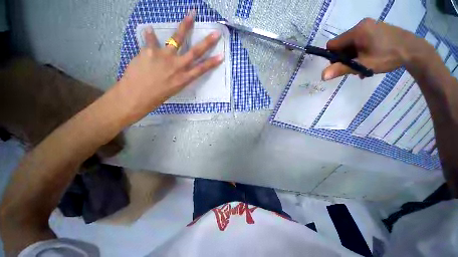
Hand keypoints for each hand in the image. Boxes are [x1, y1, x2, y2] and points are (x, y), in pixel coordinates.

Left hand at [116, 10, 222, 120]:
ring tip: (191, 14)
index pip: (201, 69)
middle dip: (207, 42)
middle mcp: (177, 66)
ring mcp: (164, 57)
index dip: (212, 62)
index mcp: (183, 79)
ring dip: (185, 26)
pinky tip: (149, 31)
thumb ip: (177, 76)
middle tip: (216, 33)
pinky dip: (150, 35)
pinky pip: (151, 40)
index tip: (221, 56)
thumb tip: (177, 66)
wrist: (136, 96)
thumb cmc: (156, 97)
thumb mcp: (173, 89)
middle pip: (195, 52)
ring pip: (177, 39)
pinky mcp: (149, 51)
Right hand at [322, 18, 432, 80]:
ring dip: (353, 56)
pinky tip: (368, 59)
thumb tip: (322, 76)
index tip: (341, 65)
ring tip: (363, 65)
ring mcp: (369, 25)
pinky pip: (360, 41)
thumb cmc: (388, 57)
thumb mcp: (363, 65)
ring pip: (351, 44)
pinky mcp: (375, 28)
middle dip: (344, 57)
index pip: (333, 44)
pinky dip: (360, 51)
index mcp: (357, 31)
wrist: (414, 50)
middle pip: (342, 44)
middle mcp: (361, 25)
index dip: (333, 56)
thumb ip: (342, 69)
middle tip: (354, 67)